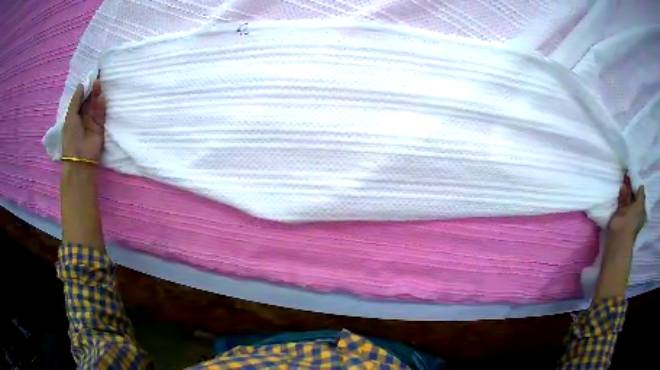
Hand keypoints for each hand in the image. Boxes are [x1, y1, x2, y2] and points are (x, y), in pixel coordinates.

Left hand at [62, 80, 105, 161]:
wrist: (80, 158)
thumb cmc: (71, 138)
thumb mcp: (70, 116)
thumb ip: (76, 100)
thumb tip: (81, 84)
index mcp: (74, 116)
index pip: (80, 100)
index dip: (84, 89)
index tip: (88, 78)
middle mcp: (83, 118)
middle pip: (88, 101)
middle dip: (91, 90)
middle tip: (96, 78)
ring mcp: (91, 122)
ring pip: (95, 106)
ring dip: (96, 95)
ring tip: (99, 84)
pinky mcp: (100, 127)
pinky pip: (101, 114)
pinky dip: (101, 106)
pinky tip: (101, 98)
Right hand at [607, 173, 645, 241]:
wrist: (619, 233)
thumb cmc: (633, 221)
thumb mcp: (640, 205)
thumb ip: (640, 194)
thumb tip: (641, 185)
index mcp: (641, 211)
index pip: (640, 196)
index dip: (639, 186)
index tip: (636, 176)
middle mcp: (634, 211)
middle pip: (633, 195)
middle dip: (632, 185)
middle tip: (630, 173)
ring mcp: (626, 212)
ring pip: (627, 197)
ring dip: (626, 188)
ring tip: (624, 175)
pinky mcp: (619, 212)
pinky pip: (620, 200)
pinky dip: (620, 193)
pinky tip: (620, 183)